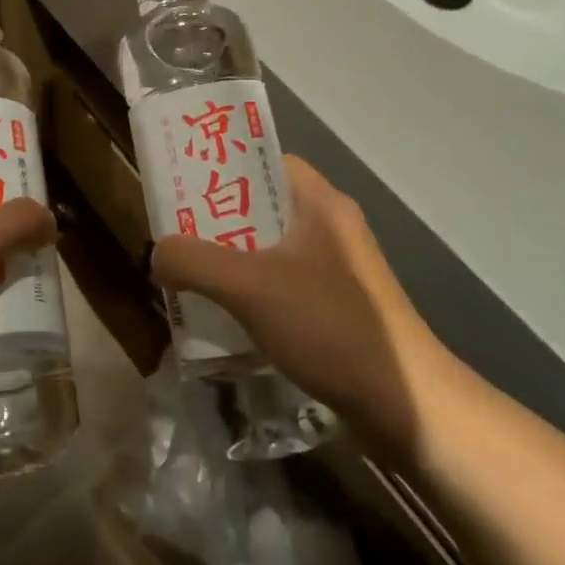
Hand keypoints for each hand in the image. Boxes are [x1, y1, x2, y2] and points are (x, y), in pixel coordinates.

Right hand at [150, 156, 451, 450]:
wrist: (406, 405)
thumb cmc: (329, 325)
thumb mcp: (250, 288)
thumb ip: (195, 262)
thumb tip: (157, 252)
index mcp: (319, 201)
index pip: (264, 159)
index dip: (223, 165)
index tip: (184, 183)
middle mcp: (331, 224)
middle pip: (263, 203)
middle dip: (219, 217)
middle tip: (178, 232)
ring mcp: (340, 266)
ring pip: (272, 246)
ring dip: (234, 257)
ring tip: (193, 272)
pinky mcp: (342, 304)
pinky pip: (286, 280)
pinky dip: (256, 289)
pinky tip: (230, 314)